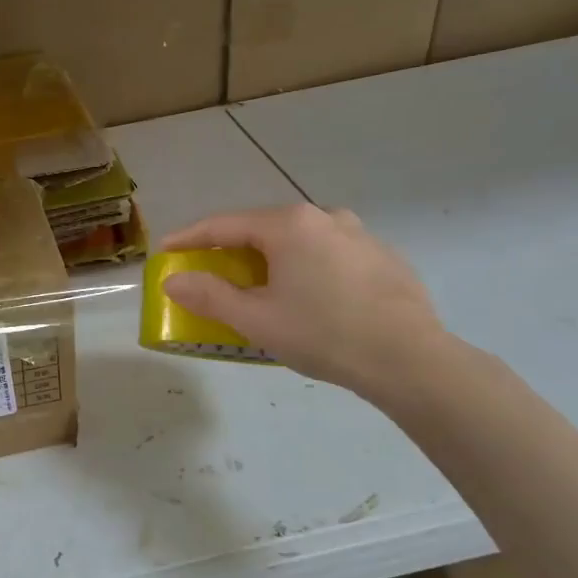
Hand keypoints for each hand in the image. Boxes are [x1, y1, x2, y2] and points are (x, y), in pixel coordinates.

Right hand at [161, 204, 447, 399]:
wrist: (412, 360)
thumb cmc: (323, 334)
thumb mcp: (256, 319)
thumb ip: (209, 294)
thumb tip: (174, 279)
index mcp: (288, 225)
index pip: (224, 225)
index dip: (190, 238)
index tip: (165, 250)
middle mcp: (323, 217)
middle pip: (262, 228)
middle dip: (232, 249)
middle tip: (211, 271)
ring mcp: (359, 234)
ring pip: (300, 240)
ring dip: (272, 257)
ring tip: (263, 285)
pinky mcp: (383, 257)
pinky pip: (330, 254)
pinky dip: (308, 267)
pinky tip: (311, 297)